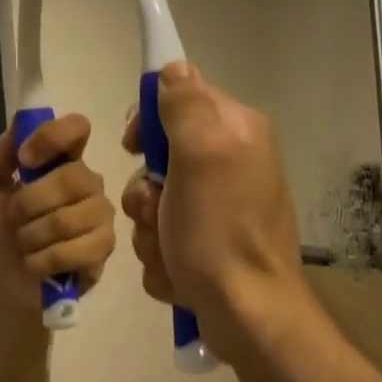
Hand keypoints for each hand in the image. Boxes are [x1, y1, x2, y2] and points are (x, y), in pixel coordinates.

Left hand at [0, 114, 117, 312]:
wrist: (2, 281)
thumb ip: (1, 153)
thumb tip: (22, 123)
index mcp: (62, 161)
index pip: (77, 128)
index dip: (52, 137)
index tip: (26, 160)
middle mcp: (88, 183)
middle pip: (72, 177)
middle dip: (29, 203)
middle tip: (15, 220)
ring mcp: (101, 216)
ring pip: (69, 217)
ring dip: (32, 236)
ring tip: (25, 245)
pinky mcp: (104, 249)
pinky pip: (77, 249)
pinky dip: (44, 260)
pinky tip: (37, 264)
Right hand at [120, 63, 309, 365]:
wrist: (247, 314)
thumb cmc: (220, 232)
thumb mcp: (202, 156)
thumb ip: (185, 105)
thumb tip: (173, 67)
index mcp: (235, 132)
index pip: (179, 97)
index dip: (149, 120)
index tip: (133, 146)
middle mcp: (230, 164)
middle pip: (159, 158)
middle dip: (146, 192)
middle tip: (158, 211)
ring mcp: (219, 209)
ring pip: (155, 203)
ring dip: (150, 230)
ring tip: (170, 252)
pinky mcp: (208, 246)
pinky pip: (163, 237)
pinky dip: (163, 257)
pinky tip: (179, 273)